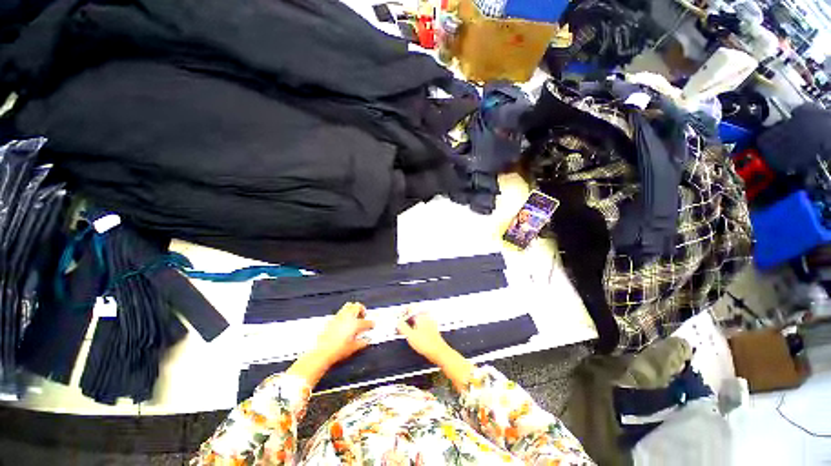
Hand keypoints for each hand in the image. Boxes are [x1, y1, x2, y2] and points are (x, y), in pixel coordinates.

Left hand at [312, 302, 374, 365]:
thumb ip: (363, 342)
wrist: (321, 352)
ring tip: (355, 316)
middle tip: (363, 316)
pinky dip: (346, 314)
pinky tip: (345, 322)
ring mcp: (339, 317)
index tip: (372, 325)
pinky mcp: (331, 319)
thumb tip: (367, 339)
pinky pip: (341, 312)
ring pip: (348, 306)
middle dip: (362, 310)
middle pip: (357, 306)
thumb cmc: (337, 351)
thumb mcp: (353, 348)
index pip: (366, 322)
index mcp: (355, 324)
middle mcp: (347, 317)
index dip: (371, 324)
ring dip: (353, 309)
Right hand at [397, 310, 473, 391]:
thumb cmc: (426, 344)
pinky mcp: (433, 328)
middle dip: (408, 315)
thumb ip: (402, 327)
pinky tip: (415, 331)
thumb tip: (398, 322)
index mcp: (421, 316)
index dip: (404, 310)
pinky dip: (417, 324)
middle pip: (415, 311)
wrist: (439, 352)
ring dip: (412, 319)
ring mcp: (431, 322)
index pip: (411, 307)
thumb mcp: (410, 335)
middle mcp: (427, 317)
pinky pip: (423, 322)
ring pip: (419, 317)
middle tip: (402, 319)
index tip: (399, 314)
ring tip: (407, 325)